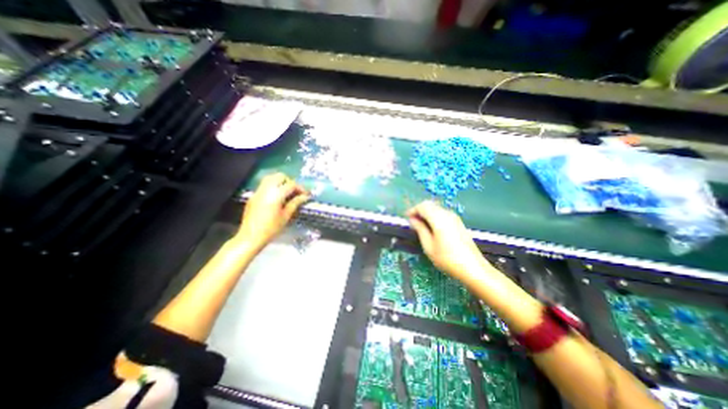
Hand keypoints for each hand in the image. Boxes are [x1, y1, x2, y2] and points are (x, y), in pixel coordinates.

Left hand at [236, 172, 309, 252]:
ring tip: (286, 193)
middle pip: (280, 176)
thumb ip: (295, 203)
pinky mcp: (254, 196)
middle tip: (295, 192)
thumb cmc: (271, 228)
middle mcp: (266, 189)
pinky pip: (264, 185)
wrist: (250, 237)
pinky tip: (277, 197)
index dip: (300, 188)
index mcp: (276, 195)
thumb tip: (305, 196)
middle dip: (289, 182)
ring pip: (270, 178)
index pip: (291, 184)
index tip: (306, 194)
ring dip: (280, 182)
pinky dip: (273, 186)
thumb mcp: (286, 216)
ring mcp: (258, 192)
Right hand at [407, 200, 485, 281]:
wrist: (473, 268)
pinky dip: (433, 217)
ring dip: (426, 213)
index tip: (406, 218)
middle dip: (419, 210)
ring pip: (436, 208)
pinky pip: (442, 213)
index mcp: (439, 219)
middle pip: (430, 205)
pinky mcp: (458, 222)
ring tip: (420, 226)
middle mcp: (447, 214)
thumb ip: (420, 229)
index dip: (413, 210)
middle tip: (412, 222)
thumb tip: (412, 219)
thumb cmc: (447, 259)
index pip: (422, 206)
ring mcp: (454, 218)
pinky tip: (431, 228)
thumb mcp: (428, 246)